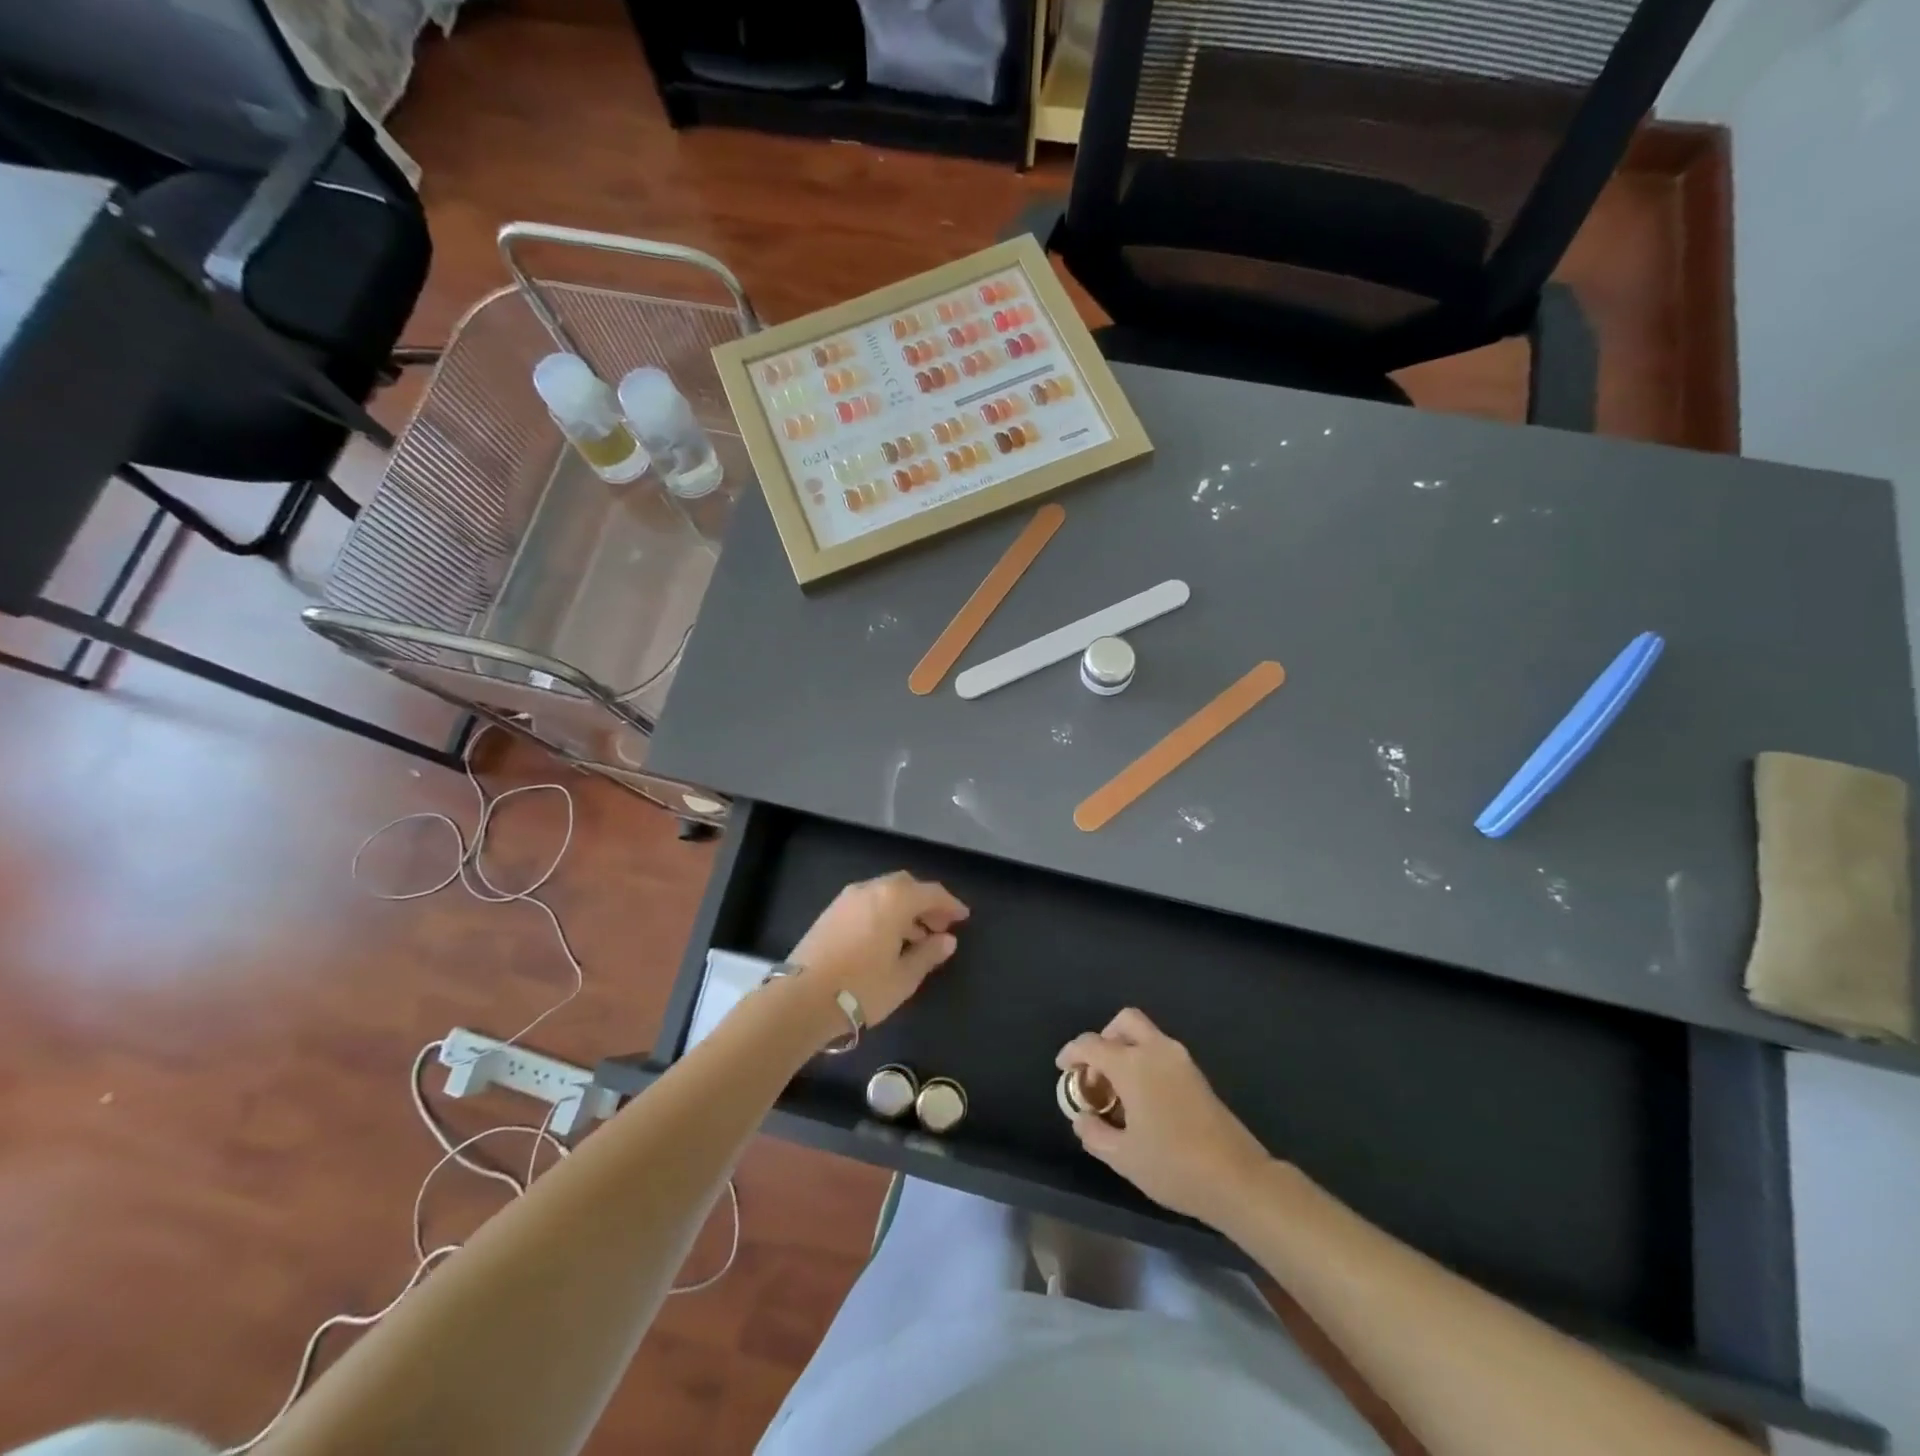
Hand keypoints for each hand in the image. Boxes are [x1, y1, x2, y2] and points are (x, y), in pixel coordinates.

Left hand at [789, 872, 968, 1027]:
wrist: (801, 998)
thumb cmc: (861, 987)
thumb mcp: (903, 977)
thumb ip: (928, 954)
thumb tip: (947, 940)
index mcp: (894, 899)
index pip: (931, 893)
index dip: (950, 904)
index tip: (963, 917)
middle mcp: (870, 889)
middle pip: (906, 886)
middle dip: (926, 903)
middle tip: (940, 926)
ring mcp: (846, 899)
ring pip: (884, 893)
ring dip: (904, 908)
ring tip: (916, 938)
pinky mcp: (830, 913)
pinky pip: (867, 903)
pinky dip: (883, 913)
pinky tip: (887, 939)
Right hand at [1056, 1008, 1272, 1226]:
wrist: (1237, 1178)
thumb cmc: (1173, 1166)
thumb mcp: (1123, 1157)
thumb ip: (1094, 1134)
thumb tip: (1082, 1118)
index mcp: (1133, 1065)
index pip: (1092, 1044)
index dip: (1072, 1053)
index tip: (1063, 1069)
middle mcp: (1156, 1051)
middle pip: (1124, 1022)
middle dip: (1104, 1037)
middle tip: (1096, 1071)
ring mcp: (1180, 1060)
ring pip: (1146, 1034)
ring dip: (1126, 1049)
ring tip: (1117, 1090)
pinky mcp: (1197, 1074)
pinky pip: (1161, 1052)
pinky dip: (1144, 1061)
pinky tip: (1142, 1099)